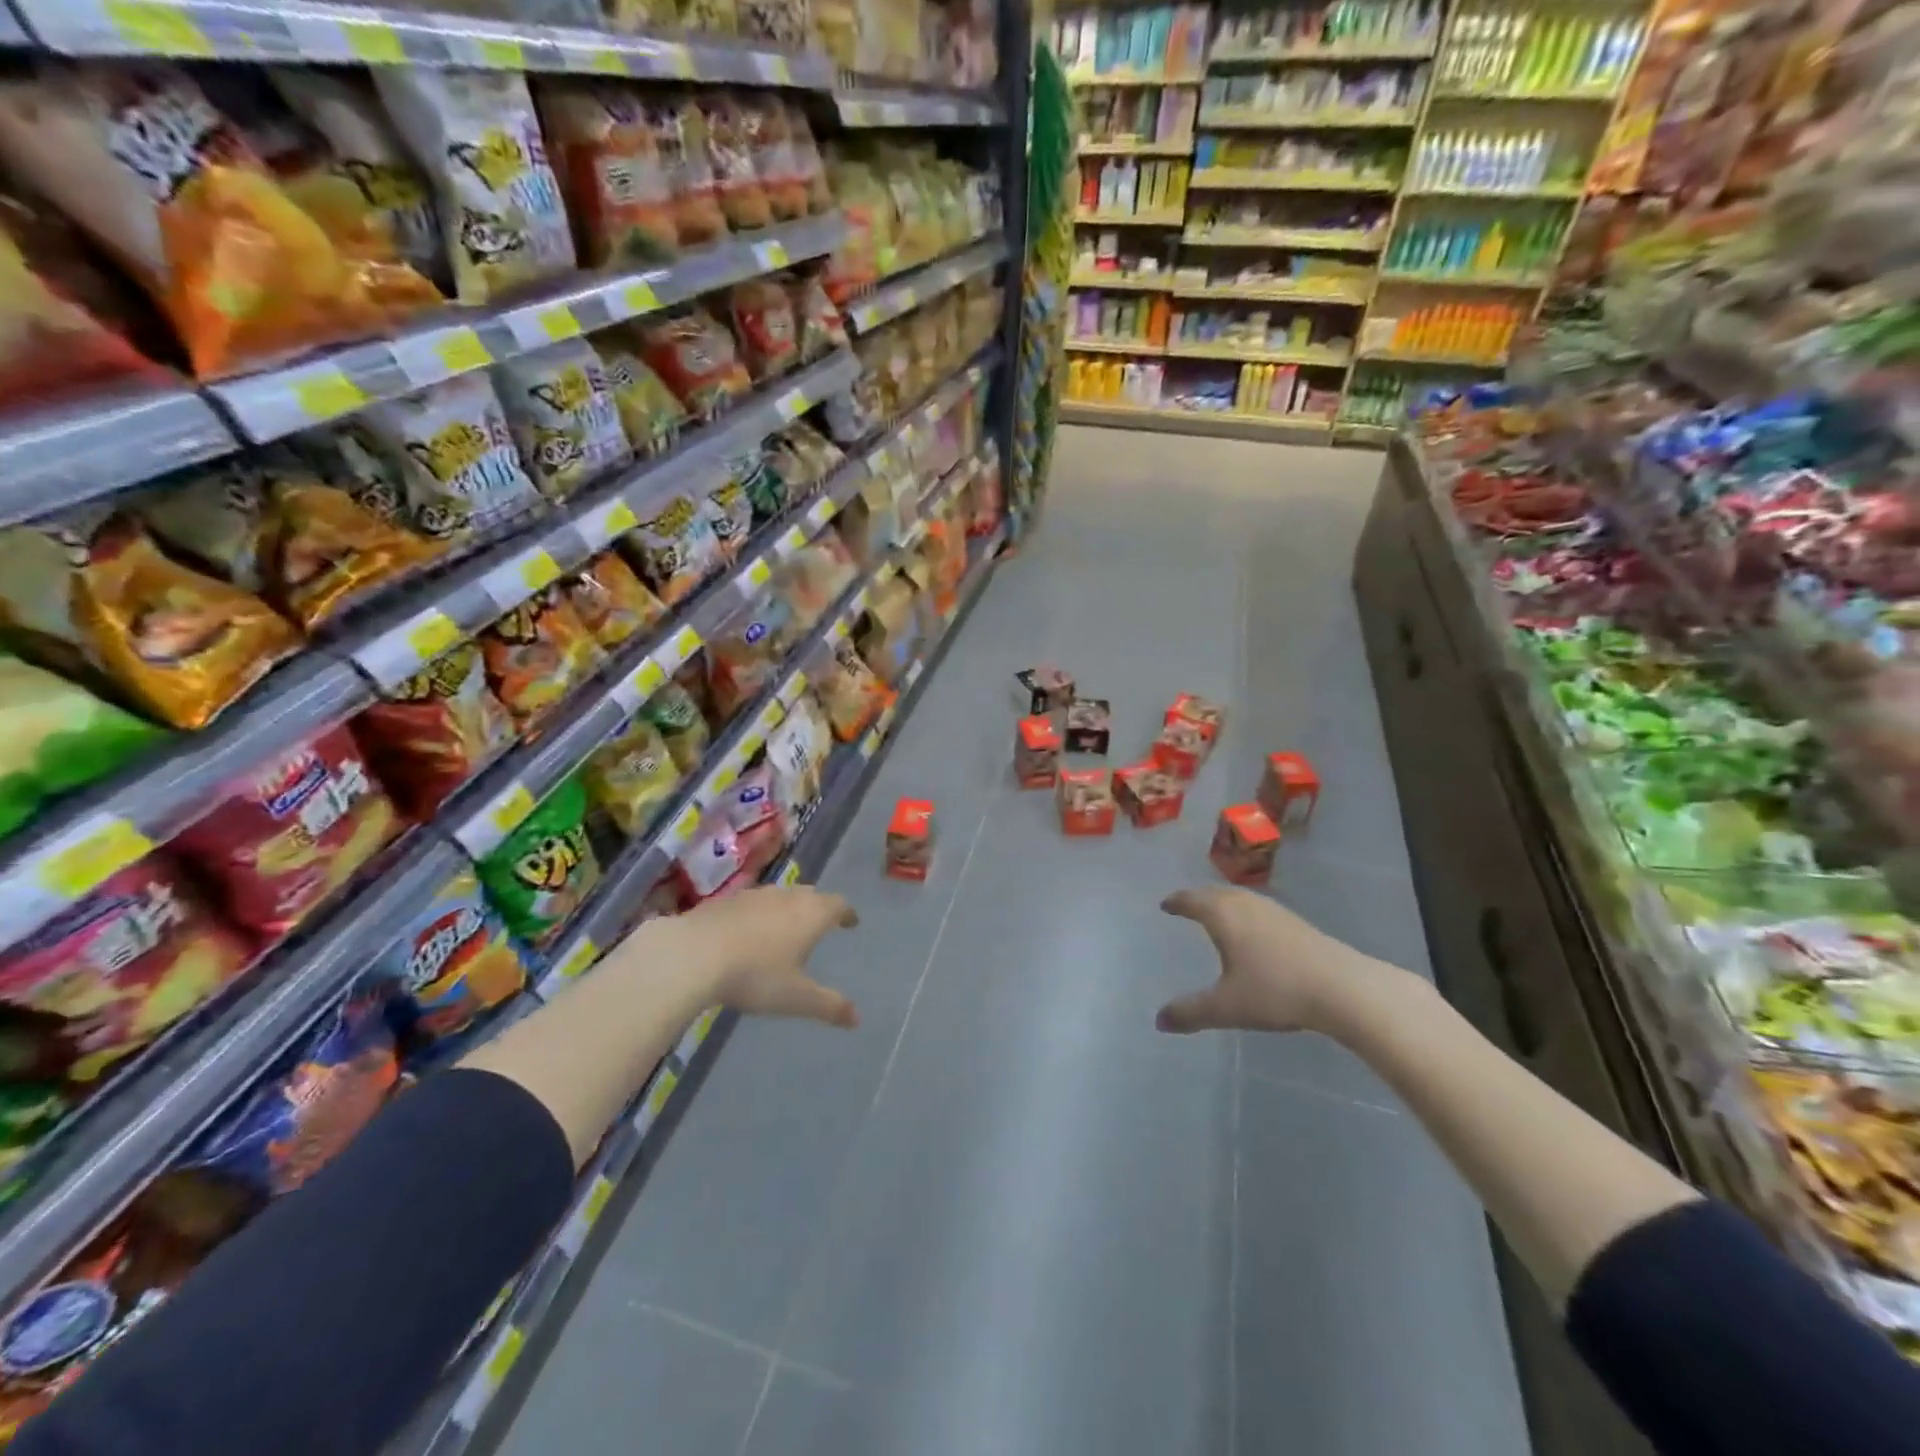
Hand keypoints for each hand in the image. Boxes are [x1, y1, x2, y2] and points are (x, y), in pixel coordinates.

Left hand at [676, 884, 861, 1028]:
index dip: (846, 913)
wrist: (693, 954)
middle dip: (818, 907)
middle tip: (820, 923)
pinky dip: (758, 914)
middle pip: (810, 895)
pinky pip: (752, 903)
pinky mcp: (725, 900)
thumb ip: (828, 1006)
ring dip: (787, 908)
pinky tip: (747, 932)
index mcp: (811, 914)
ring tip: (785, 927)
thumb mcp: (795, 998)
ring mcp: (754, 895)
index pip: (837, 905)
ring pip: (780, 896)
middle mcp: (786, 897)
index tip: (850, 922)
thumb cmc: (755, 975)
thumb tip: (857, 1018)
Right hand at [1154, 887, 1406, 1036]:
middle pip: (1215, 893)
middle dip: (1198, 898)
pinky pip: (1258, 908)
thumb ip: (1191, 1013)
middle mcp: (1246, 904)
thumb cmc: (1276, 991)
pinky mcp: (1297, 923)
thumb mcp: (1227, 1007)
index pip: (1191, 900)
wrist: (1343, 989)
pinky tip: (1252, 931)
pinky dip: (1244, 912)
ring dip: (1223, 902)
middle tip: (1186, 905)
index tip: (1165, 904)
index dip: (1176, 902)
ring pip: (1240, 898)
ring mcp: (1274, 911)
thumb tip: (1159, 1021)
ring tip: (1215, 915)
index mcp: (1223, 915)